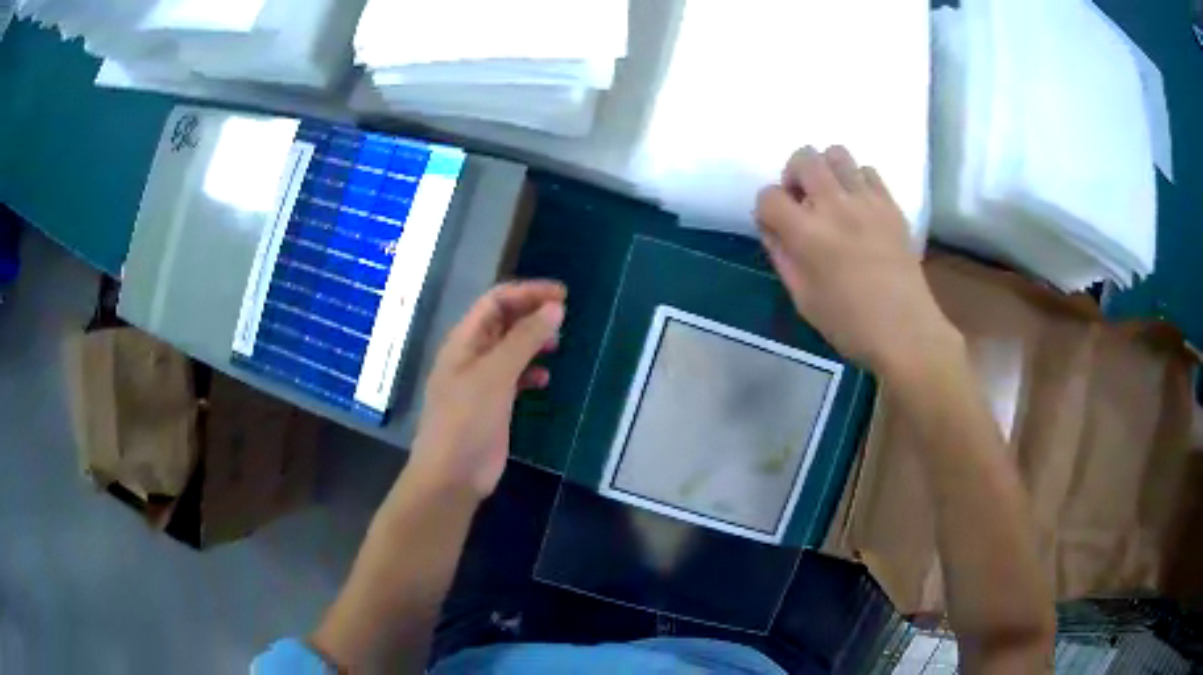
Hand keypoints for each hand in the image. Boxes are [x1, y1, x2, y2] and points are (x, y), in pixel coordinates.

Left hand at [407, 280, 565, 499]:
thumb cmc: (467, 420)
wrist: (453, 475)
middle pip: (503, 321)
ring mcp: (482, 380)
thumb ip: (524, 339)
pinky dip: (531, 372)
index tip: (562, 295)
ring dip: (533, 341)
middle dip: (532, 313)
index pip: (496, 300)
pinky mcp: (493, 403)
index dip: (527, 292)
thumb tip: (555, 307)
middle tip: (564, 316)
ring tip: (556, 345)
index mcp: (464, 340)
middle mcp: (471, 355)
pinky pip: (515, 376)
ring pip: (511, 348)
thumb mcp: (495, 375)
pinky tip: (545, 379)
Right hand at [755, 146, 959, 378]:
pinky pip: (868, 171)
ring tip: (832, 197)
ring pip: (837, 153)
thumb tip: (772, 228)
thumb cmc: (849, 324)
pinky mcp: (890, 205)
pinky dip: (856, 181)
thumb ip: (782, 255)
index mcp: (807, 234)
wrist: (905, 330)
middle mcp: (835, 205)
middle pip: (803, 157)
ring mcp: (867, 201)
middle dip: (793, 175)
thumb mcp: (802, 297)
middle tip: (802, 202)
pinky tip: (859, 207)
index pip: (769, 196)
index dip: (765, 209)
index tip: (775, 226)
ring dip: (826, 170)